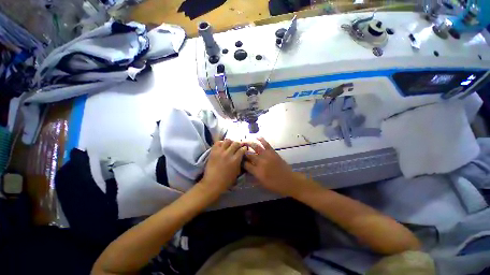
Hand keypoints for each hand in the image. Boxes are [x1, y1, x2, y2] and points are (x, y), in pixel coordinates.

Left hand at [201, 139, 246, 194]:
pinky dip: (221, 142)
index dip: (244, 148)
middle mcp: (228, 154)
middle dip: (238, 143)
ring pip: (227, 140)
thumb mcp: (237, 172)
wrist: (212, 183)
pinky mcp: (213, 151)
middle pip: (236, 143)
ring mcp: (220, 152)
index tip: (244, 148)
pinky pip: (218, 142)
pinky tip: (222, 146)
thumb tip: (241, 156)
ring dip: (230, 142)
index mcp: (235, 160)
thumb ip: (240, 163)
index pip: (242, 149)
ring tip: (230, 145)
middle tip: (238, 146)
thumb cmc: (226, 180)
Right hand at [243, 138, 302, 196]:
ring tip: (244, 141)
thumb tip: (246, 172)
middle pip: (249, 154)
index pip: (245, 164)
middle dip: (242, 151)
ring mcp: (267, 156)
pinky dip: (262, 139)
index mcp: (257, 171)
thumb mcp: (262, 184)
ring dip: (249, 143)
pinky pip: (266, 144)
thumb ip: (253, 177)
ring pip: (256, 147)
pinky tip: (257, 137)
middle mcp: (260, 162)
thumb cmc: (275, 185)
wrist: (289, 181)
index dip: (241, 162)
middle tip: (239, 149)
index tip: (238, 159)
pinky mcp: (273, 152)